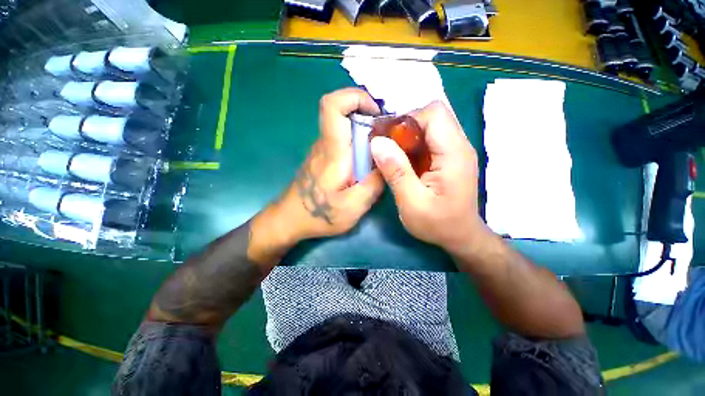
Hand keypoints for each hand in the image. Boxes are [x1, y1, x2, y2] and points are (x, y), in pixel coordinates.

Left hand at [269, 88, 384, 244]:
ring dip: (364, 133)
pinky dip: (357, 145)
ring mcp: (322, 150)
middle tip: (387, 139)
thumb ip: (374, 184)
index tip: (375, 112)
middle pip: (343, 113)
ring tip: (380, 154)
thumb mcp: (353, 207)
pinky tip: (365, 166)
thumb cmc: (319, 214)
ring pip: (345, 128)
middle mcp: (325, 144)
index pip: (332, 106)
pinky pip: (342, 142)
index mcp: (332, 151)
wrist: (290, 219)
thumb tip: (387, 165)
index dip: (354, 97)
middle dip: (369, 118)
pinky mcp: (323, 158)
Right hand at [370, 101, 488, 255]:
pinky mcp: (451, 157)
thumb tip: (377, 142)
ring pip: (430, 126)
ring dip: (408, 136)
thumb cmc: (438, 224)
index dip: (407, 120)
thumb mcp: (411, 202)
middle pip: (433, 115)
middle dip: (405, 127)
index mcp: (454, 153)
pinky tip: (405, 162)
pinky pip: (431, 139)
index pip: (433, 113)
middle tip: (388, 149)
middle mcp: (460, 145)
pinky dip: (414, 145)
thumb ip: (396, 171)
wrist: (461, 236)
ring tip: (394, 156)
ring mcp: (457, 150)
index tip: (388, 140)